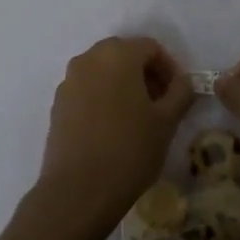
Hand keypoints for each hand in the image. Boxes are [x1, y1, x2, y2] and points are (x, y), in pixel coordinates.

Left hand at [38, 36, 194, 231]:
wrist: (78, 192)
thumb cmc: (129, 150)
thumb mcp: (167, 121)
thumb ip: (180, 92)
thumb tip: (182, 81)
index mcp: (117, 55)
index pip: (150, 48)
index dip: (169, 68)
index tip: (178, 94)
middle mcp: (88, 59)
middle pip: (124, 55)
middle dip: (145, 74)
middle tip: (161, 103)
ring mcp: (68, 82)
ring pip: (103, 72)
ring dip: (124, 85)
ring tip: (138, 117)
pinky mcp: (57, 105)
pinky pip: (87, 90)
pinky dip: (103, 98)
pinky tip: (113, 128)